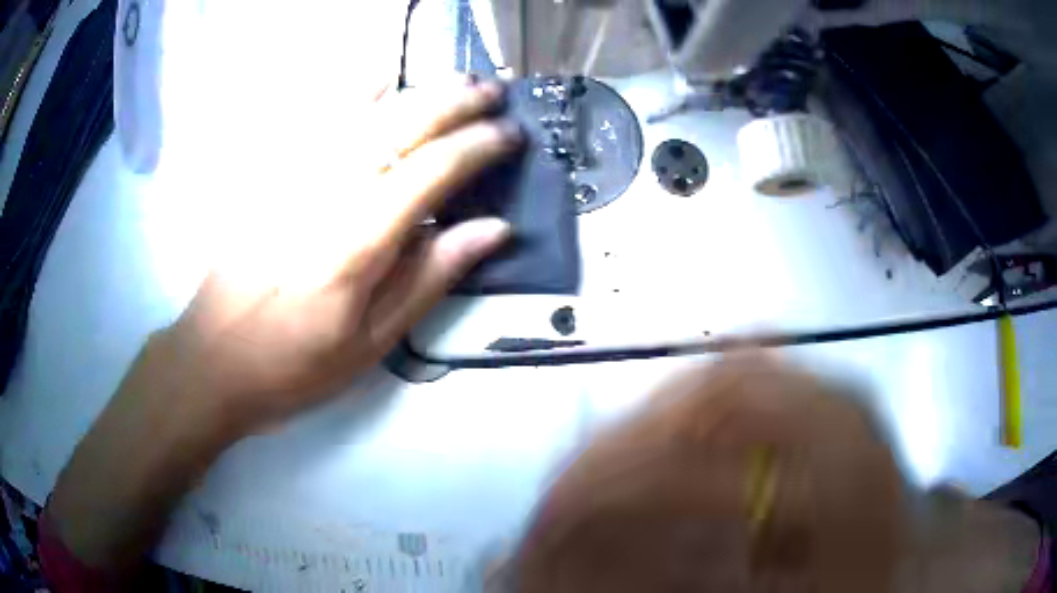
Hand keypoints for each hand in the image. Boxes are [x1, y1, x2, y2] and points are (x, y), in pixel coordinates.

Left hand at [162, 78, 521, 437]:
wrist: (215, 358)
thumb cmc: (296, 364)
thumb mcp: (372, 342)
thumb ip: (430, 278)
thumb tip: (493, 230)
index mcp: (356, 243)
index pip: (431, 171)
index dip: (478, 146)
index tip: (512, 135)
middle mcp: (325, 194)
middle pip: (400, 127)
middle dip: (455, 103)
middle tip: (494, 94)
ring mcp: (292, 178)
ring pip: (363, 113)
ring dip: (417, 90)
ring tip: (457, 81)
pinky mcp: (270, 178)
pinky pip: (316, 120)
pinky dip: (353, 92)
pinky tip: (379, 78)